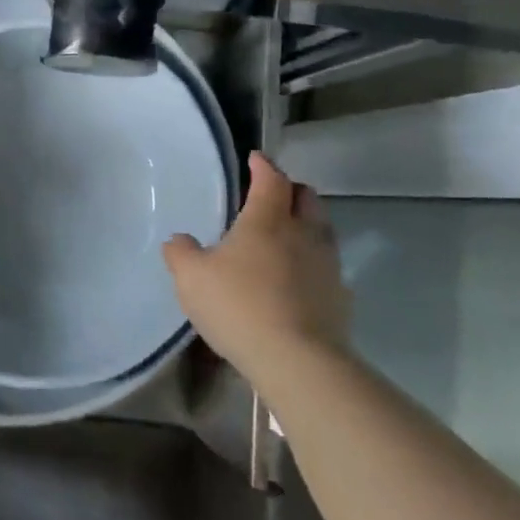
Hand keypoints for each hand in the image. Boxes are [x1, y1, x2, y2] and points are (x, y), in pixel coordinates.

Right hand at [163, 152, 350, 378]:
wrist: (298, 360)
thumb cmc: (238, 306)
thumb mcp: (191, 278)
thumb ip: (181, 253)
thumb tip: (180, 240)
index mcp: (267, 220)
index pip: (271, 179)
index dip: (263, 166)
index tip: (255, 159)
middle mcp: (303, 234)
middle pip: (307, 197)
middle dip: (290, 190)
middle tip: (271, 194)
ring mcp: (327, 265)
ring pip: (322, 230)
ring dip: (305, 224)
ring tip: (284, 234)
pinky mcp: (339, 297)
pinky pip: (326, 266)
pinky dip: (311, 262)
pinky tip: (296, 278)